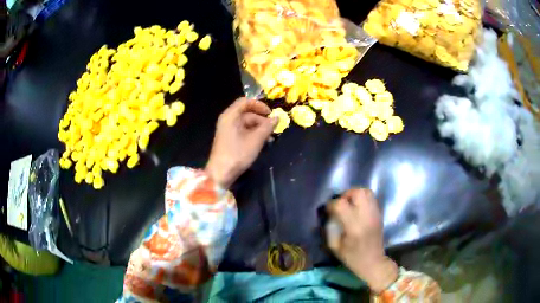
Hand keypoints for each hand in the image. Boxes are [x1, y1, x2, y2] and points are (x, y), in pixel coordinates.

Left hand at [206, 97, 277, 187]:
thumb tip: (277, 118)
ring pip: (246, 123)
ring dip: (259, 128)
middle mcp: (228, 120)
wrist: (220, 174)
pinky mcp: (229, 139)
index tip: (270, 113)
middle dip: (261, 119)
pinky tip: (262, 142)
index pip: (245, 101)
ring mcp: (227, 130)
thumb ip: (267, 127)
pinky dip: (253, 134)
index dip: (259, 105)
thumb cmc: (237, 154)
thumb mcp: (256, 140)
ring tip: (270, 138)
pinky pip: (243, 131)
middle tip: (273, 129)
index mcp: (231, 116)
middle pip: (247, 113)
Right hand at [327, 189, 397, 292]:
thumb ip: (330, 228)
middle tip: (341, 204)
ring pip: (366, 192)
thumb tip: (328, 214)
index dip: (331, 204)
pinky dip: (362, 199)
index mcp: (354, 226)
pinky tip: (358, 208)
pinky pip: (371, 198)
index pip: (341, 204)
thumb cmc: (352, 257)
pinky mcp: (379, 214)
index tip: (328, 210)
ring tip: (350, 204)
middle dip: (346, 195)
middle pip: (357, 193)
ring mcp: (375, 214)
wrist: (373, 262)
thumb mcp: (334, 246)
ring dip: (355, 195)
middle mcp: (366, 216)